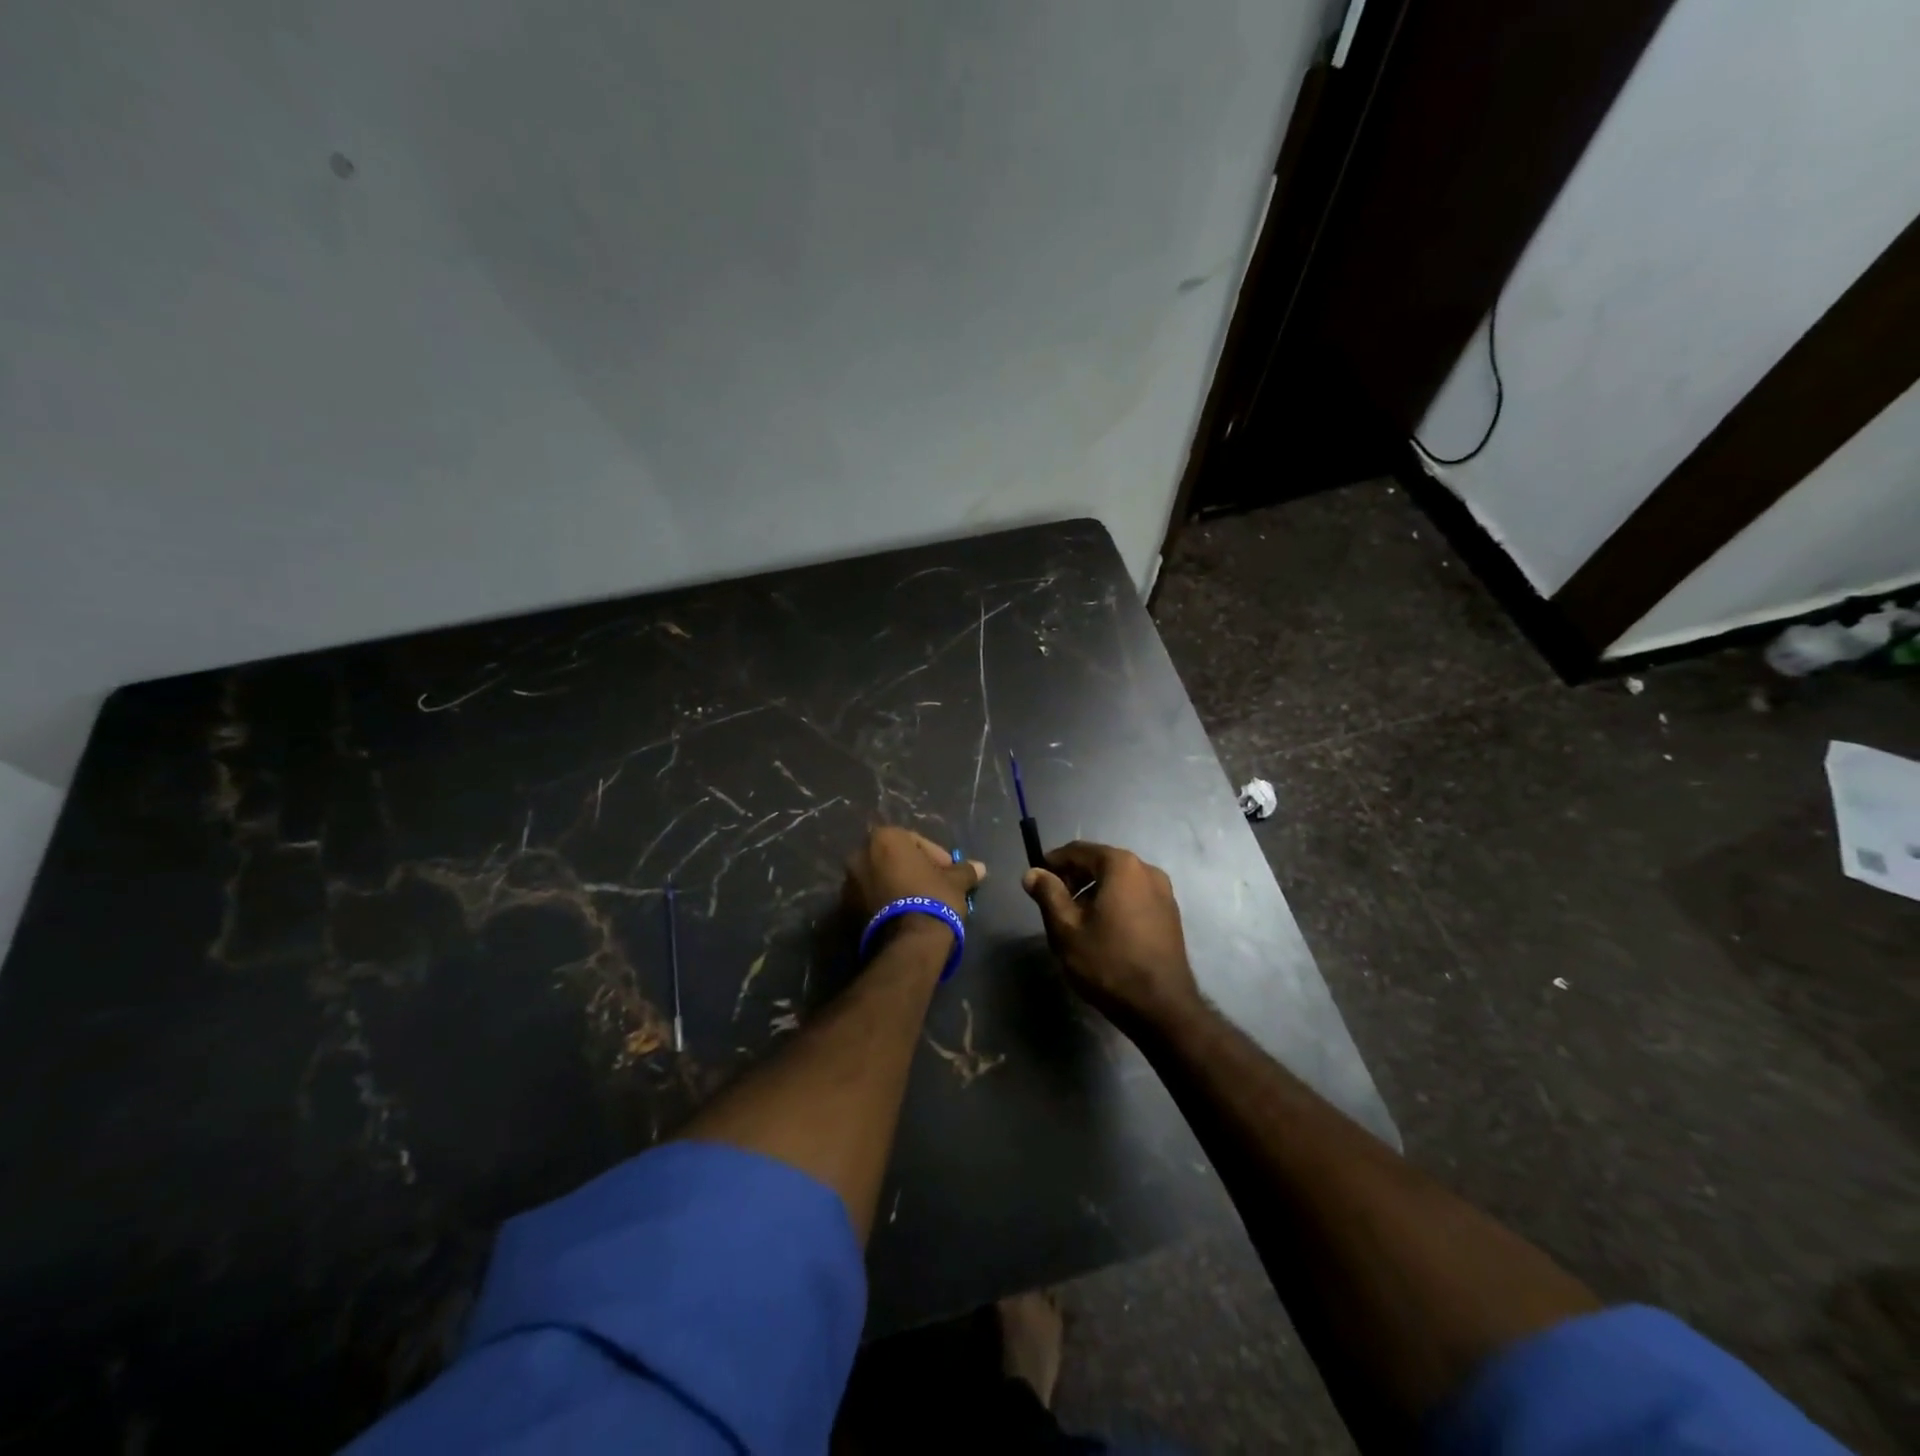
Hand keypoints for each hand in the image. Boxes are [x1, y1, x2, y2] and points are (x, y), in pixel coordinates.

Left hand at [843, 826, 985, 927]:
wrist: (907, 945)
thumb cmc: (932, 900)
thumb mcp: (955, 882)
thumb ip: (964, 870)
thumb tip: (980, 867)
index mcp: (884, 839)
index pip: (915, 841)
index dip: (935, 856)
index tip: (948, 873)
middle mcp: (859, 855)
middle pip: (893, 859)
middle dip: (912, 870)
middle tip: (933, 887)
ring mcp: (847, 885)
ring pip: (878, 880)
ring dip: (895, 887)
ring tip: (917, 906)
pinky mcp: (843, 912)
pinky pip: (868, 901)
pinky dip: (883, 905)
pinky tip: (901, 919)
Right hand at [1022, 841, 1200, 1034]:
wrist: (1161, 1007)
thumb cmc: (1108, 963)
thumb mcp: (1066, 929)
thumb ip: (1048, 894)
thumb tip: (1032, 873)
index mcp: (1121, 865)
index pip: (1078, 850)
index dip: (1053, 862)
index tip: (1036, 880)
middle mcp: (1146, 869)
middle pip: (1100, 863)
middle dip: (1073, 878)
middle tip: (1052, 903)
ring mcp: (1164, 892)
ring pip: (1118, 881)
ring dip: (1093, 892)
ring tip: (1075, 920)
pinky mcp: (1170, 914)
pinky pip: (1134, 897)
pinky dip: (1114, 903)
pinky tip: (1102, 930)